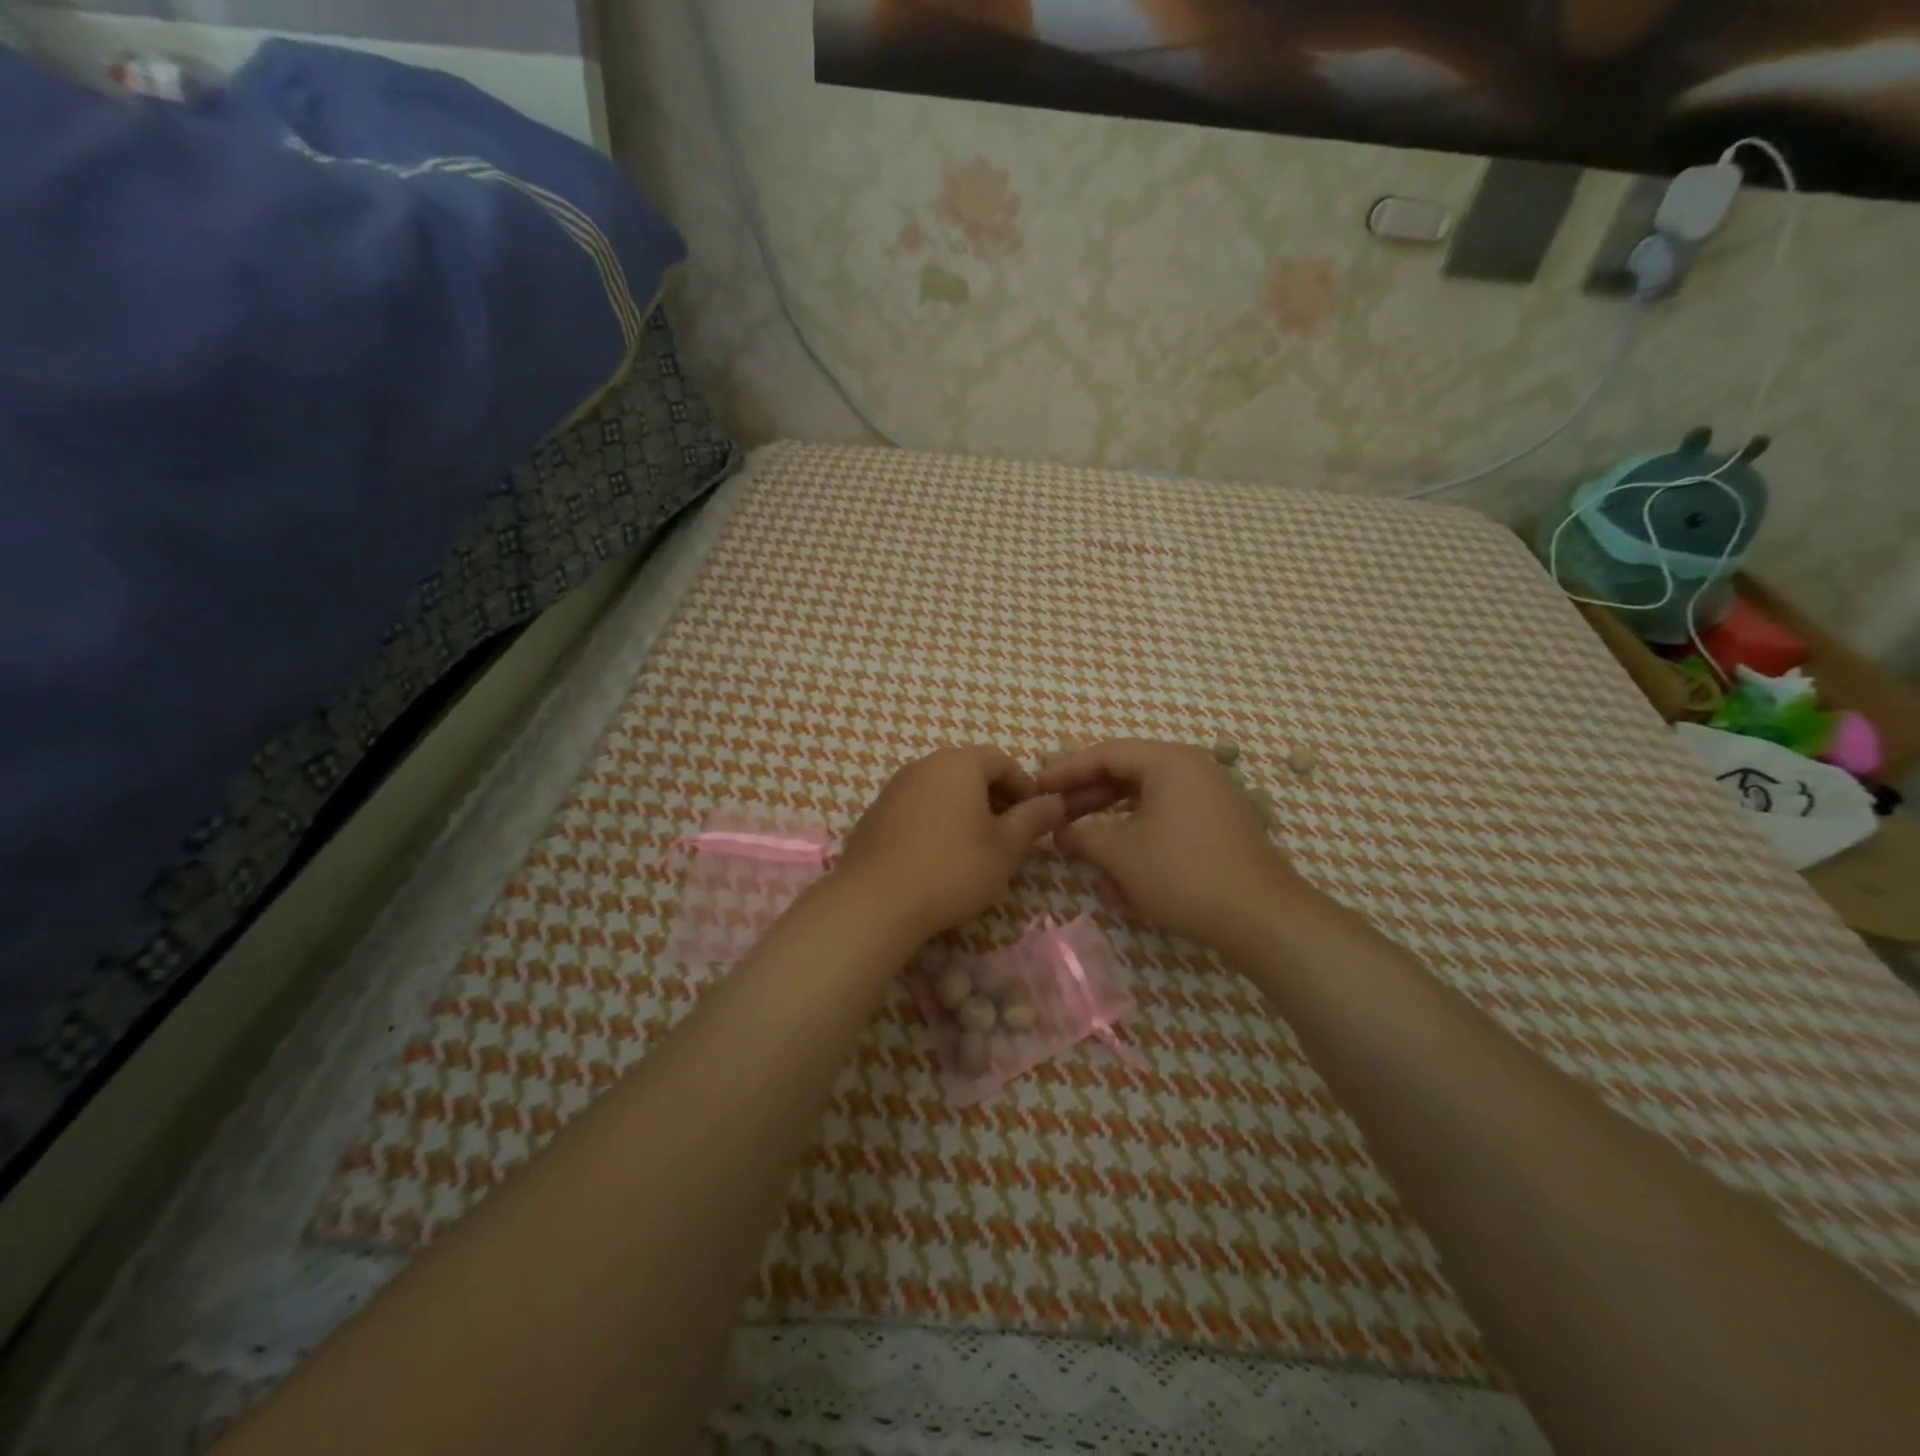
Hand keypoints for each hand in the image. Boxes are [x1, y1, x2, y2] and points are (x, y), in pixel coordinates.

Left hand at [834, 746, 1066, 941]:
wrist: (875, 901)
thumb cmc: (953, 868)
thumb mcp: (1006, 847)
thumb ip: (1034, 819)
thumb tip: (1057, 801)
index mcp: (959, 763)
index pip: (1002, 761)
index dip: (1024, 787)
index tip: (1033, 819)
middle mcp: (924, 764)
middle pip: (970, 771)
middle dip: (994, 798)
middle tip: (1008, 836)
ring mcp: (895, 787)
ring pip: (942, 790)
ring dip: (964, 811)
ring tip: (975, 849)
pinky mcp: (875, 813)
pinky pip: (917, 807)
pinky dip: (935, 822)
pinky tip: (938, 857)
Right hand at [1036, 739, 1310, 947]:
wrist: (1261, 918)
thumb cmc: (1183, 873)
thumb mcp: (1121, 853)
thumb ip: (1083, 836)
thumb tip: (1062, 832)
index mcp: (1169, 761)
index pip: (1106, 753)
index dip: (1066, 771)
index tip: (1036, 788)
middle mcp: (1192, 768)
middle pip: (1127, 772)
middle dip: (1088, 795)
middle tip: (1055, 813)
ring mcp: (1210, 797)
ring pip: (1146, 797)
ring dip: (1111, 816)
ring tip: (1081, 838)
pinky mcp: (1218, 826)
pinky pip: (1167, 817)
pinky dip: (1138, 831)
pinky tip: (1120, 860)